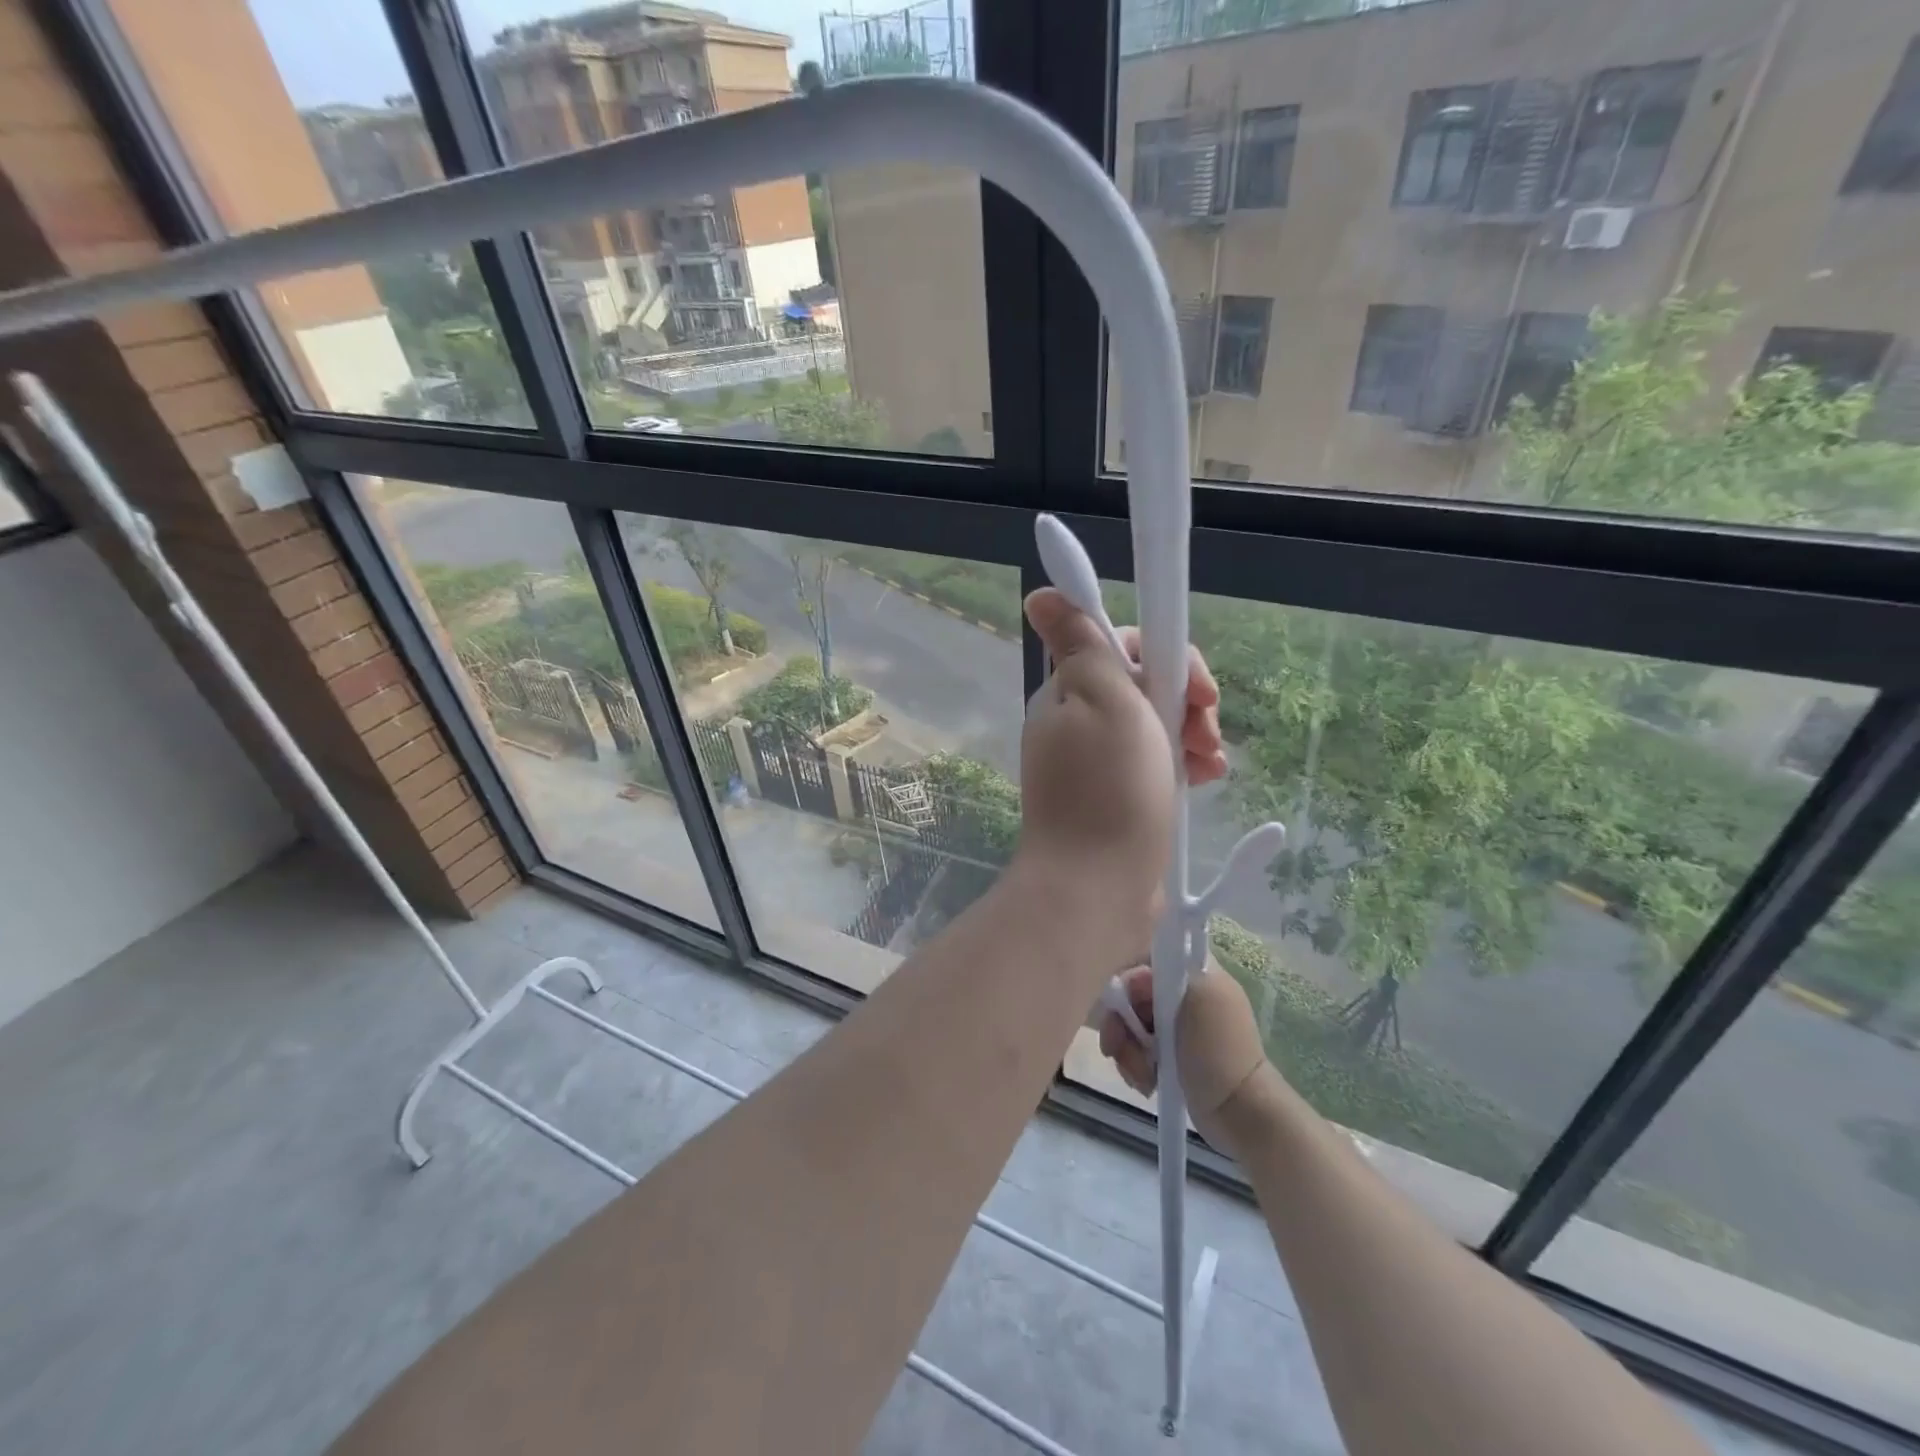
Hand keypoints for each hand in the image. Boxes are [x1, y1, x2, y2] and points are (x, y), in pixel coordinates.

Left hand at [1016, 589, 1177, 940]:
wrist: (1098, 888)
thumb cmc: (1108, 788)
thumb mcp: (1102, 699)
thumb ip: (1081, 642)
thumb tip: (1039, 594)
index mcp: (1067, 693)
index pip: (1118, 645)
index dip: (1163, 654)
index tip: (1193, 685)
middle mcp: (1076, 723)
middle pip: (1141, 686)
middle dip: (1184, 699)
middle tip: (1207, 726)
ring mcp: (1095, 765)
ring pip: (1154, 725)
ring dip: (1190, 733)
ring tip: (1212, 761)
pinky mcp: (1115, 799)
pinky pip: (1154, 763)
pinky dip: (1181, 764)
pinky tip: (1207, 779)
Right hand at [1098, 963, 1269, 1152]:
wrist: (1240, 1113)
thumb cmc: (1219, 1052)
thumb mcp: (1198, 998)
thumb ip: (1165, 974)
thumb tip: (1134, 976)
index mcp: (1197, 972)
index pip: (1145, 960)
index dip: (1129, 981)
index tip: (1127, 1007)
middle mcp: (1184, 994)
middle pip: (1132, 994)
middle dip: (1121, 1023)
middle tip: (1116, 1049)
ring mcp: (1175, 1027)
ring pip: (1130, 1024)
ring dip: (1127, 1050)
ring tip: (1141, 1076)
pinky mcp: (1168, 1055)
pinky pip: (1136, 1048)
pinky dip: (1134, 1065)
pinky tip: (1146, 1083)